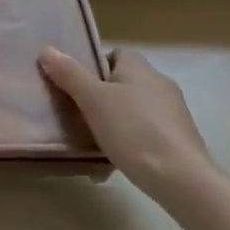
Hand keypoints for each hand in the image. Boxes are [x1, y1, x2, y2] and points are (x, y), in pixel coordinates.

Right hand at [39, 46, 217, 204]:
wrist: (182, 179)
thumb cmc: (133, 131)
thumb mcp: (93, 100)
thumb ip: (69, 74)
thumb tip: (47, 49)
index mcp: (139, 67)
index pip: (113, 55)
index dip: (92, 67)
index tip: (74, 86)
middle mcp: (159, 83)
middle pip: (120, 84)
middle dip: (98, 100)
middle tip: (76, 117)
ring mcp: (172, 113)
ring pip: (131, 112)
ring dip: (111, 125)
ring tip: (90, 146)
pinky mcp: (179, 140)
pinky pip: (144, 136)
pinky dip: (128, 146)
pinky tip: (111, 166)